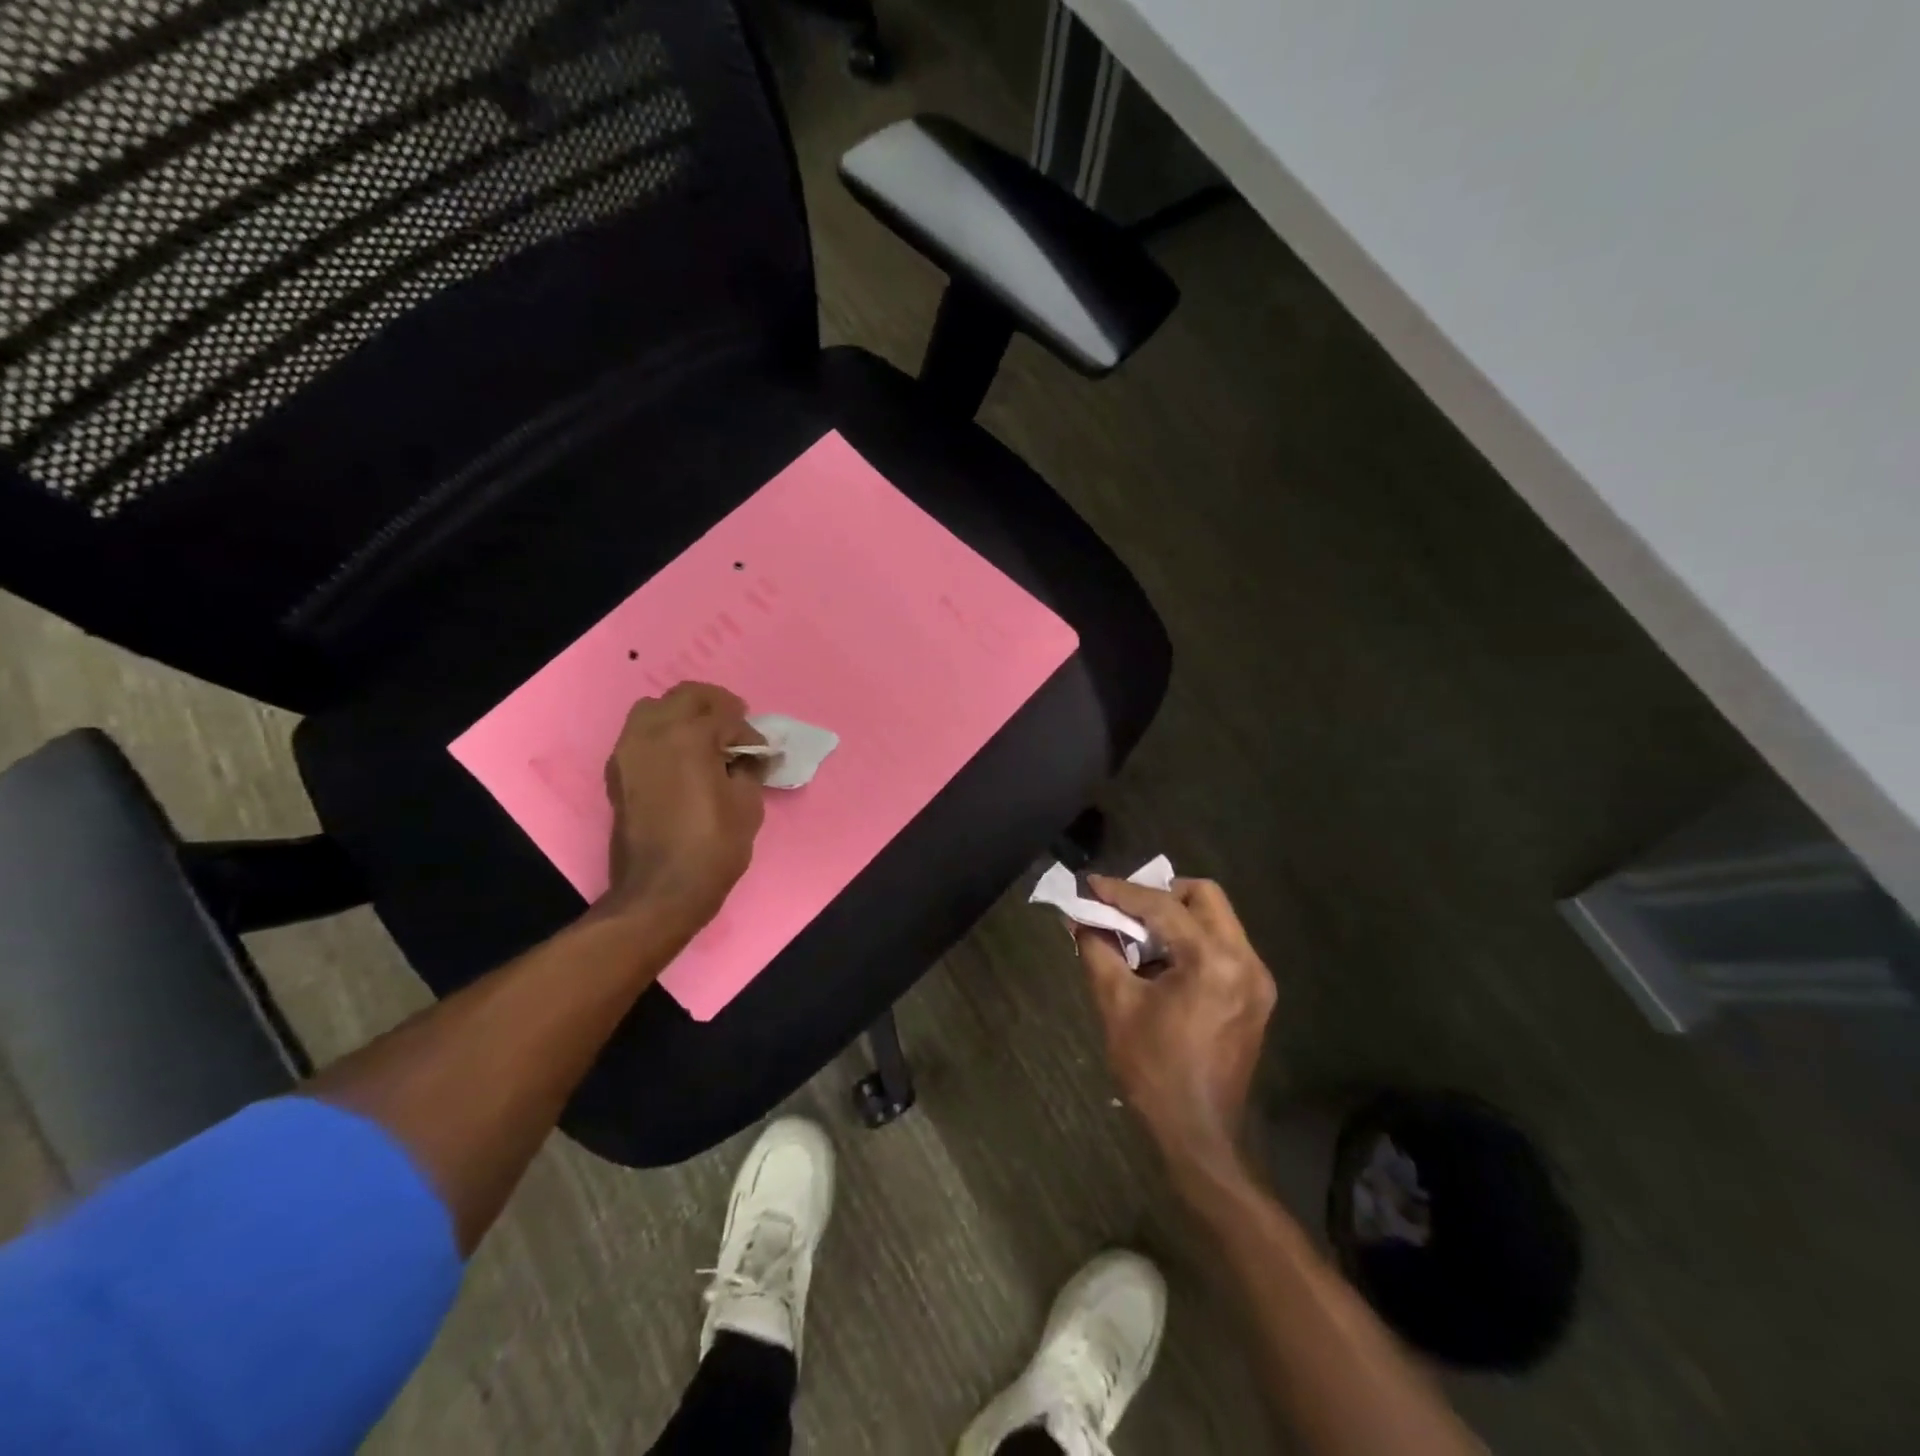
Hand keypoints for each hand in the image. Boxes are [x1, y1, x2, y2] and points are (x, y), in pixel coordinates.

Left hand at [601, 683, 767, 935]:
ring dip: (683, 715)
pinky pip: (640, 734)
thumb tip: (750, 756)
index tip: (761, 752)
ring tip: (705, 739)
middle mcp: (652, 732)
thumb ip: (749, 769)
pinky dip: (662, 734)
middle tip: (735, 726)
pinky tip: (681, 759)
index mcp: (689, 736)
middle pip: (685, 696)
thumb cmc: (712, 847)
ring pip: (655, 708)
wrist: (660, 891)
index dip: (749, 731)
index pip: (726, 715)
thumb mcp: (747, 805)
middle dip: (715, 705)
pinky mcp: (617, 772)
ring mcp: (628, 751)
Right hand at [1076, 876, 1276, 1177]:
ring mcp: (1257, 978)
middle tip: (1123, 909)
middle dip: (1159, 895)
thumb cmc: (1153, 1070)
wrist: (1199, 1134)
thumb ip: (1097, 950)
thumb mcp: (1116, 1004)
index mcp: (1212, 962)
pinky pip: (1222, 945)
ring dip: (1176, 917)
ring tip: (1137, 936)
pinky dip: (1191, 940)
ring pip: (1216, 918)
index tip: (1091, 884)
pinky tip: (1161, 962)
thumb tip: (1079, 918)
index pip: (1163, 907)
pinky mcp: (1256, 994)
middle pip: (1204, 897)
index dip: (1122, 892)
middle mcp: (1245, 960)